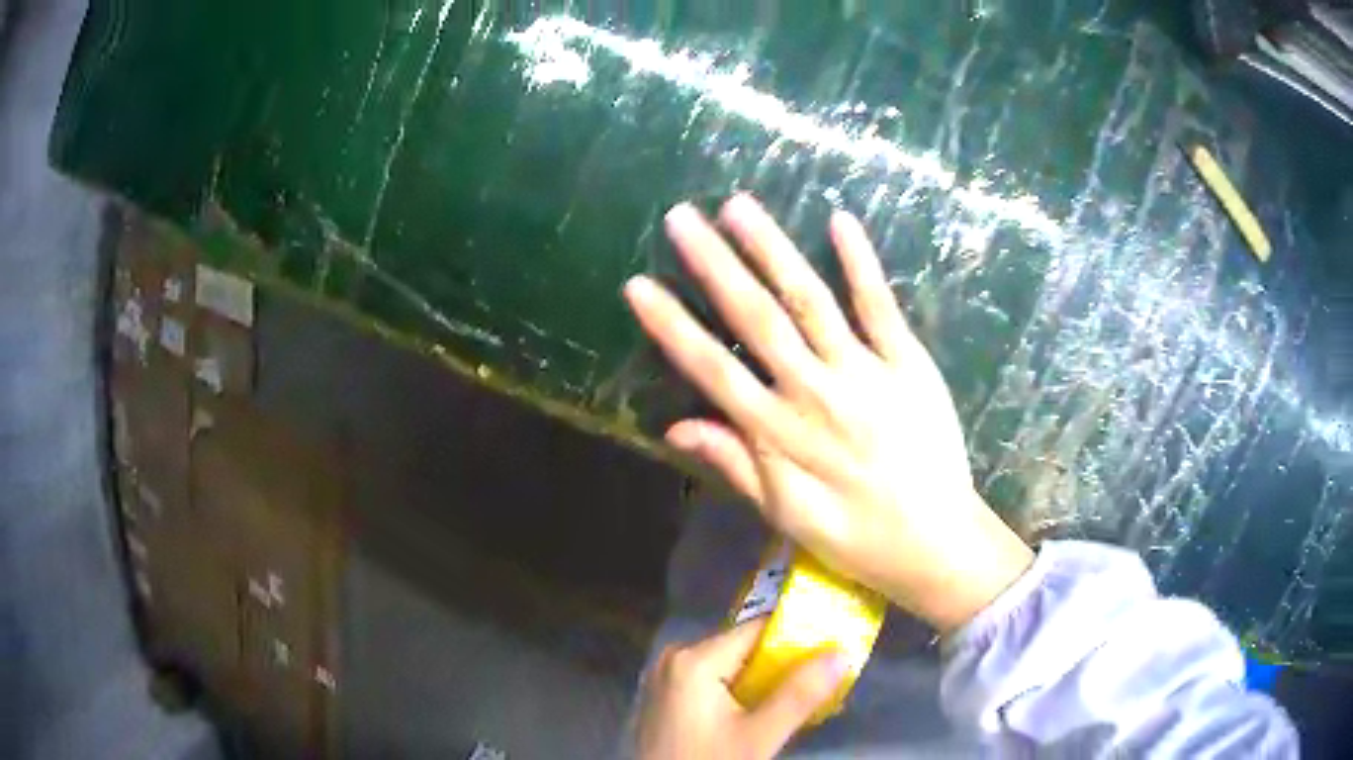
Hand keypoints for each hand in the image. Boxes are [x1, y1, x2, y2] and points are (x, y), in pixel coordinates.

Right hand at [624, 194, 1032, 632]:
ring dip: (773, 250)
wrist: (937, 543)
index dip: (672, 327)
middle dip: (714, 265)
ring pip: (811, 301)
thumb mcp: (785, 517)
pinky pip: (881, 307)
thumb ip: (735, 464)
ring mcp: (866, 373)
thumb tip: (676, 426)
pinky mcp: (909, 364)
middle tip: (682, 217)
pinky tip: (839, 221)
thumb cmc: (856, 538)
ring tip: (739, 206)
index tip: (638, 285)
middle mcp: (816, 393)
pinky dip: (860, 263)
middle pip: (757, 319)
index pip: (713, 370)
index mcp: (779, 435)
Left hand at [637, 621, 846, 759]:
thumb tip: (841, 654)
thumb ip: (800, 695)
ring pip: (728, 668)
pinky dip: (738, 694)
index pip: (758, 630)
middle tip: (820, 680)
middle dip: (782, 666)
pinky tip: (761, 713)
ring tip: (798, 699)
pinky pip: (710, 683)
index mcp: (694, 658)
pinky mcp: (664, 697)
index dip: (797, 638)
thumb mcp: (758, 736)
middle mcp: (674, 657)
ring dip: (763, 683)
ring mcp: (665, 677)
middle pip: (743, 649)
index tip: (830, 648)